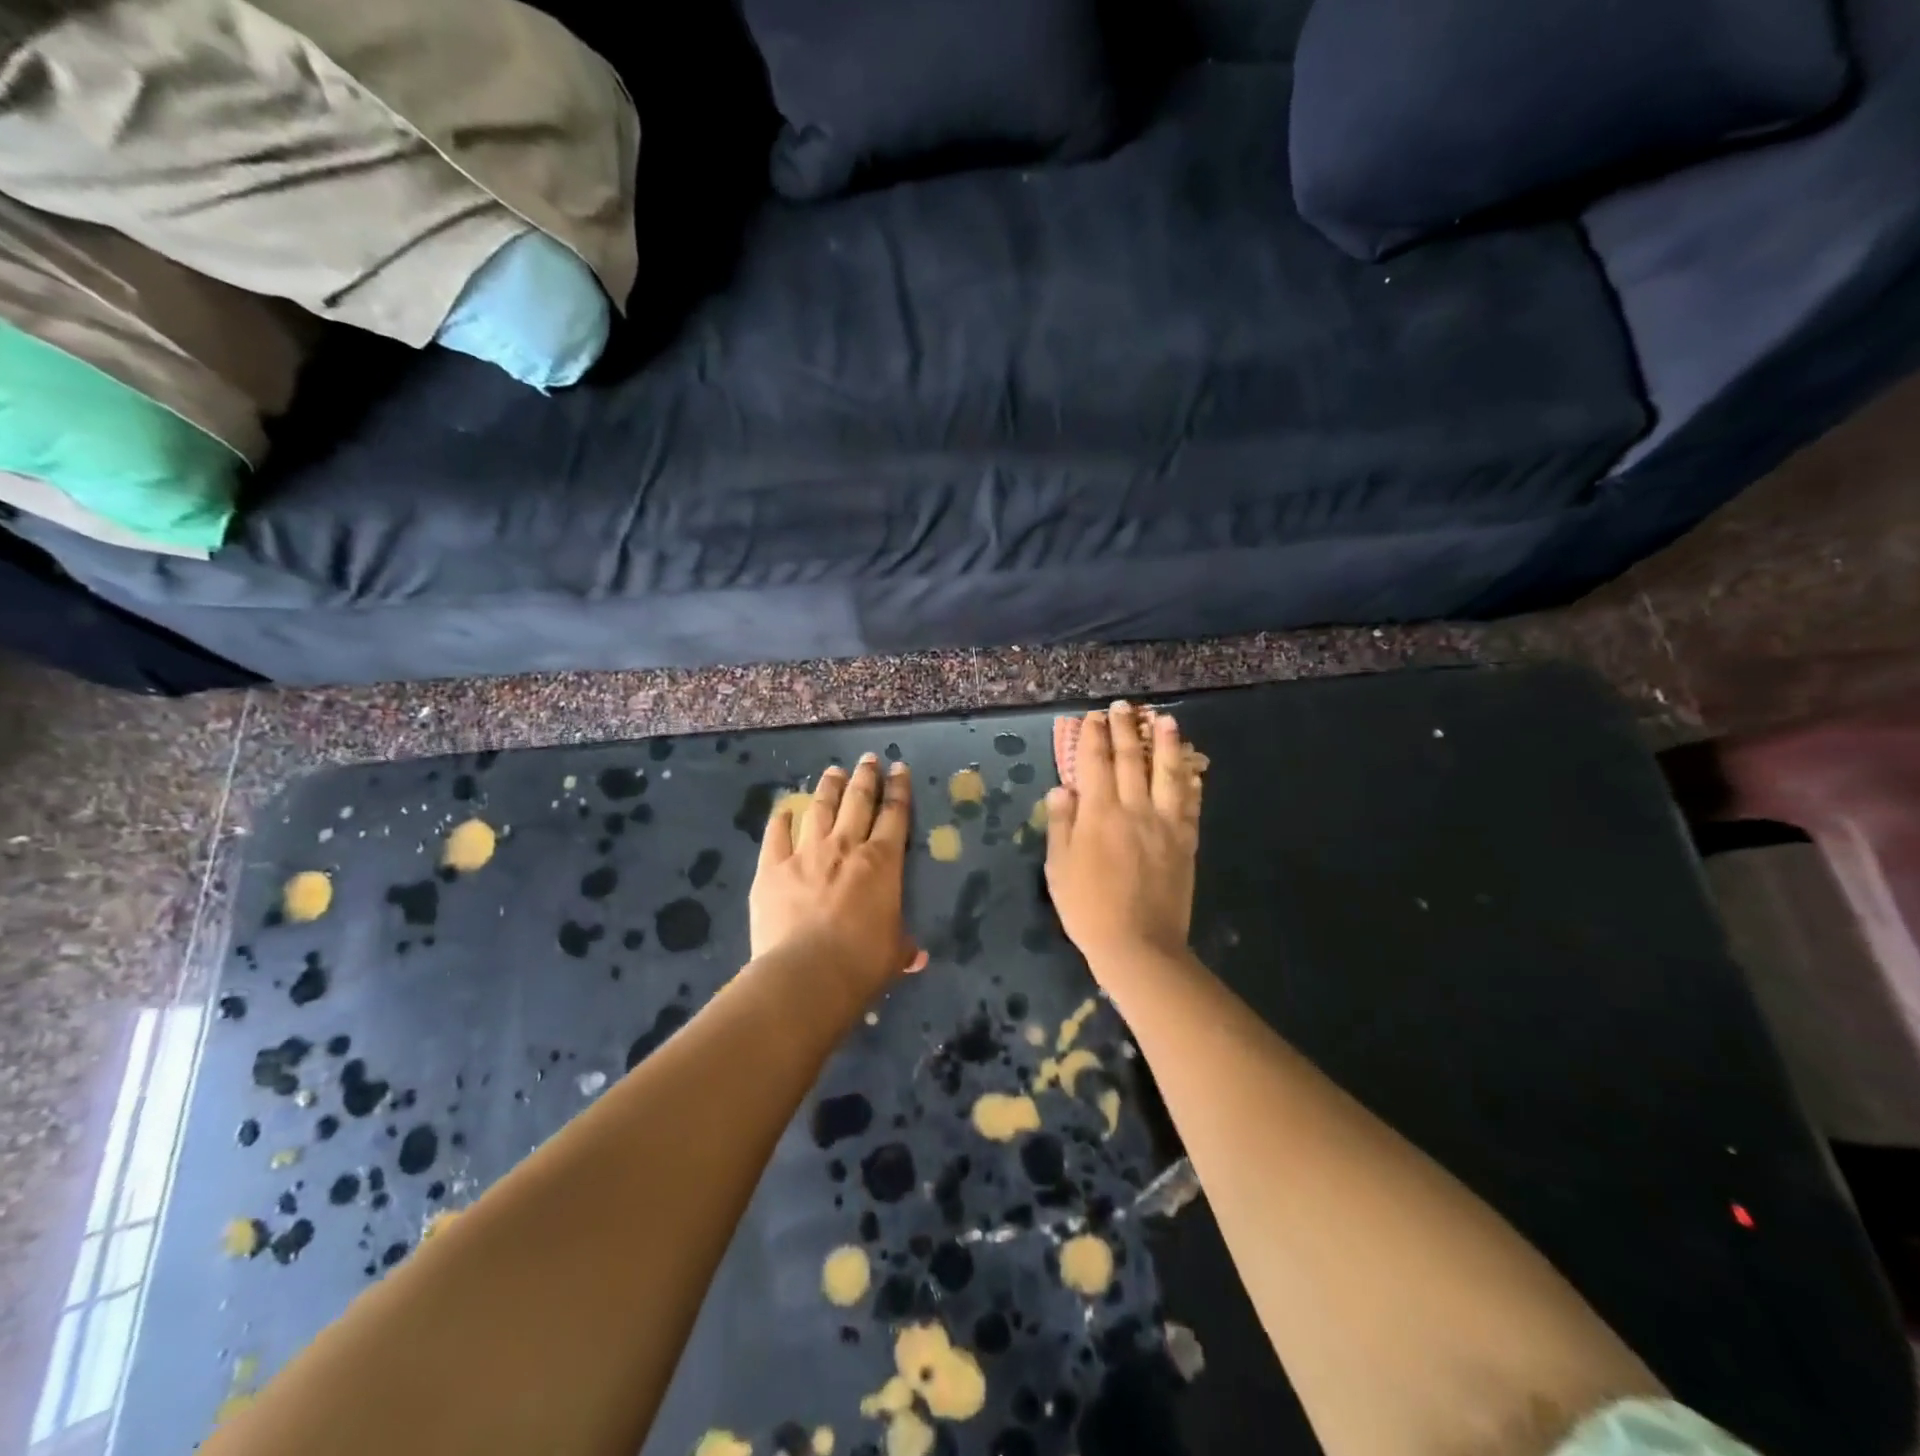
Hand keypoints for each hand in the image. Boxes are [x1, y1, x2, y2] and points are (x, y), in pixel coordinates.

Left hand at [751, 754, 924, 998]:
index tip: (899, 769)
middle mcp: (845, 847)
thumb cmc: (862, 963)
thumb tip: (916, 956)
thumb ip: (903, 946)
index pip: (895, 815)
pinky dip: (781, 820)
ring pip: (819, 808)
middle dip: (866, 777)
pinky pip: (776, 835)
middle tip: (868, 759)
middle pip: (858, 801)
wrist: (806, 975)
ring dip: (828, 788)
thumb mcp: (893, 953)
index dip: (899, 789)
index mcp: (882, 862)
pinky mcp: (771, 868)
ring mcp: (805, 853)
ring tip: (833, 772)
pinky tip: (784, 810)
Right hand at [1045, 702, 1203, 970]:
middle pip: (1130, 759)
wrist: (1138, 944)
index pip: (1094, 762)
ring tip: (1165, 720)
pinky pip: (1190, 804)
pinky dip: (1190, 782)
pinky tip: (1192, 770)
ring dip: (1165, 744)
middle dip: (1125, 729)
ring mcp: (1164, 823)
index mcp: (1098, 813)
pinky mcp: (1185, 841)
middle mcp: (1133, 808)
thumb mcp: (1058, 867)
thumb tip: (1063, 788)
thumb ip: (1061, 823)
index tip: (1093, 717)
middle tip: (1124, 707)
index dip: (1093, 736)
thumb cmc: (1087, 908)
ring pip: (1167, 773)